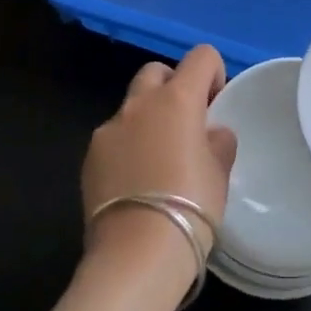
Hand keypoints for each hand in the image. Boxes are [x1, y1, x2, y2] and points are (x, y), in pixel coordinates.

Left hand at [81, 46, 236, 292]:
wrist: (136, 254)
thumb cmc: (192, 206)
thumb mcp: (220, 171)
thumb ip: (218, 141)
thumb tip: (210, 133)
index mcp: (177, 99)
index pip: (201, 57)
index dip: (214, 74)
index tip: (216, 105)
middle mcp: (139, 104)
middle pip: (157, 72)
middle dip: (174, 88)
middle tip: (187, 125)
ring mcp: (108, 130)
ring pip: (132, 106)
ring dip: (148, 119)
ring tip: (160, 160)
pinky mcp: (89, 158)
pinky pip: (114, 138)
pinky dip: (128, 146)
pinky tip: (137, 182)